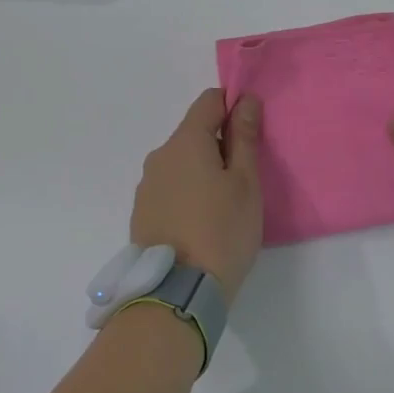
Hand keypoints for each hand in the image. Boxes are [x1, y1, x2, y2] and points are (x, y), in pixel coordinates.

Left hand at [131, 89, 263, 300]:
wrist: (178, 292)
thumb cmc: (223, 231)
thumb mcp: (245, 183)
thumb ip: (244, 137)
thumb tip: (245, 100)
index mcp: (185, 142)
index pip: (209, 101)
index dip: (233, 106)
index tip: (251, 133)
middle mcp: (159, 156)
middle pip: (194, 132)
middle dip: (220, 144)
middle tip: (244, 179)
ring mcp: (146, 185)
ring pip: (181, 162)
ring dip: (202, 170)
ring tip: (222, 206)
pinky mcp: (141, 211)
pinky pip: (169, 187)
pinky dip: (187, 192)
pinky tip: (200, 222)